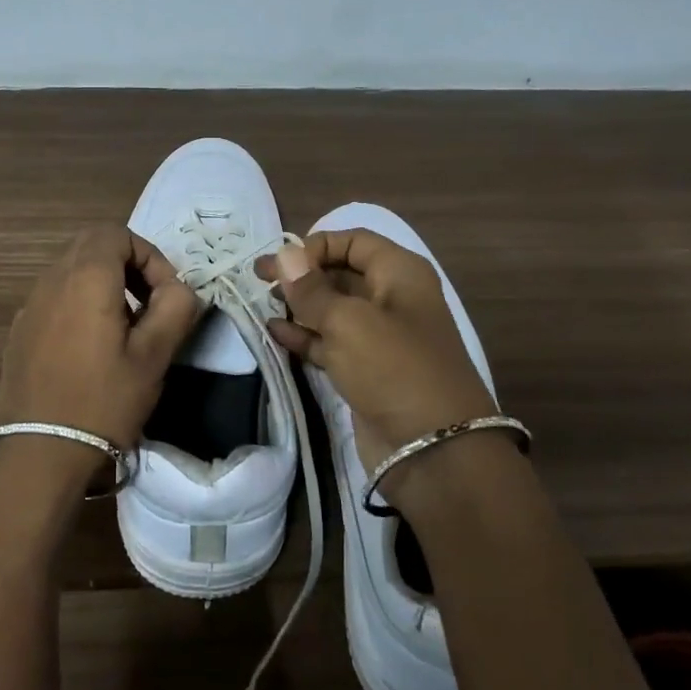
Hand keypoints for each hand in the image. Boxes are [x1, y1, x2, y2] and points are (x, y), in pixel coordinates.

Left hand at [0, 226, 200, 457]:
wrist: (39, 454)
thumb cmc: (103, 401)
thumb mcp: (154, 356)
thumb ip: (175, 308)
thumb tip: (179, 288)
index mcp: (85, 278)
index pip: (116, 234)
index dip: (149, 255)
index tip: (165, 295)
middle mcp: (51, 281)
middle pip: (91, 246)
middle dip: (127, 266)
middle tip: (149, 305)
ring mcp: (29, 306)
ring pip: (71, 271)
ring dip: (103, 285)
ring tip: (124, 330)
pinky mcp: (19, 332)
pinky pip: (54, 298)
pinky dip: (79, 305)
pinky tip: (90, 350)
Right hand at [257, 231, 498, 479]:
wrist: (432, 449)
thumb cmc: (394, 369)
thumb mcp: (348, 322)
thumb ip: (311, 289)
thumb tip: (284, 255)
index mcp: (400, 274)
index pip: (354, 241)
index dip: (315, 245)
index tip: (280, 262)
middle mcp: (392, 299)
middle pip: (341, 273)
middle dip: (302, 274)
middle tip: (258, 279)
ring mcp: (379, 338)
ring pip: (333, 310)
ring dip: (299, 305)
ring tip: (260, 303)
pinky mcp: (365, 371)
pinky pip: (330, 343)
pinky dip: (304, 336)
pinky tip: (274, 332)